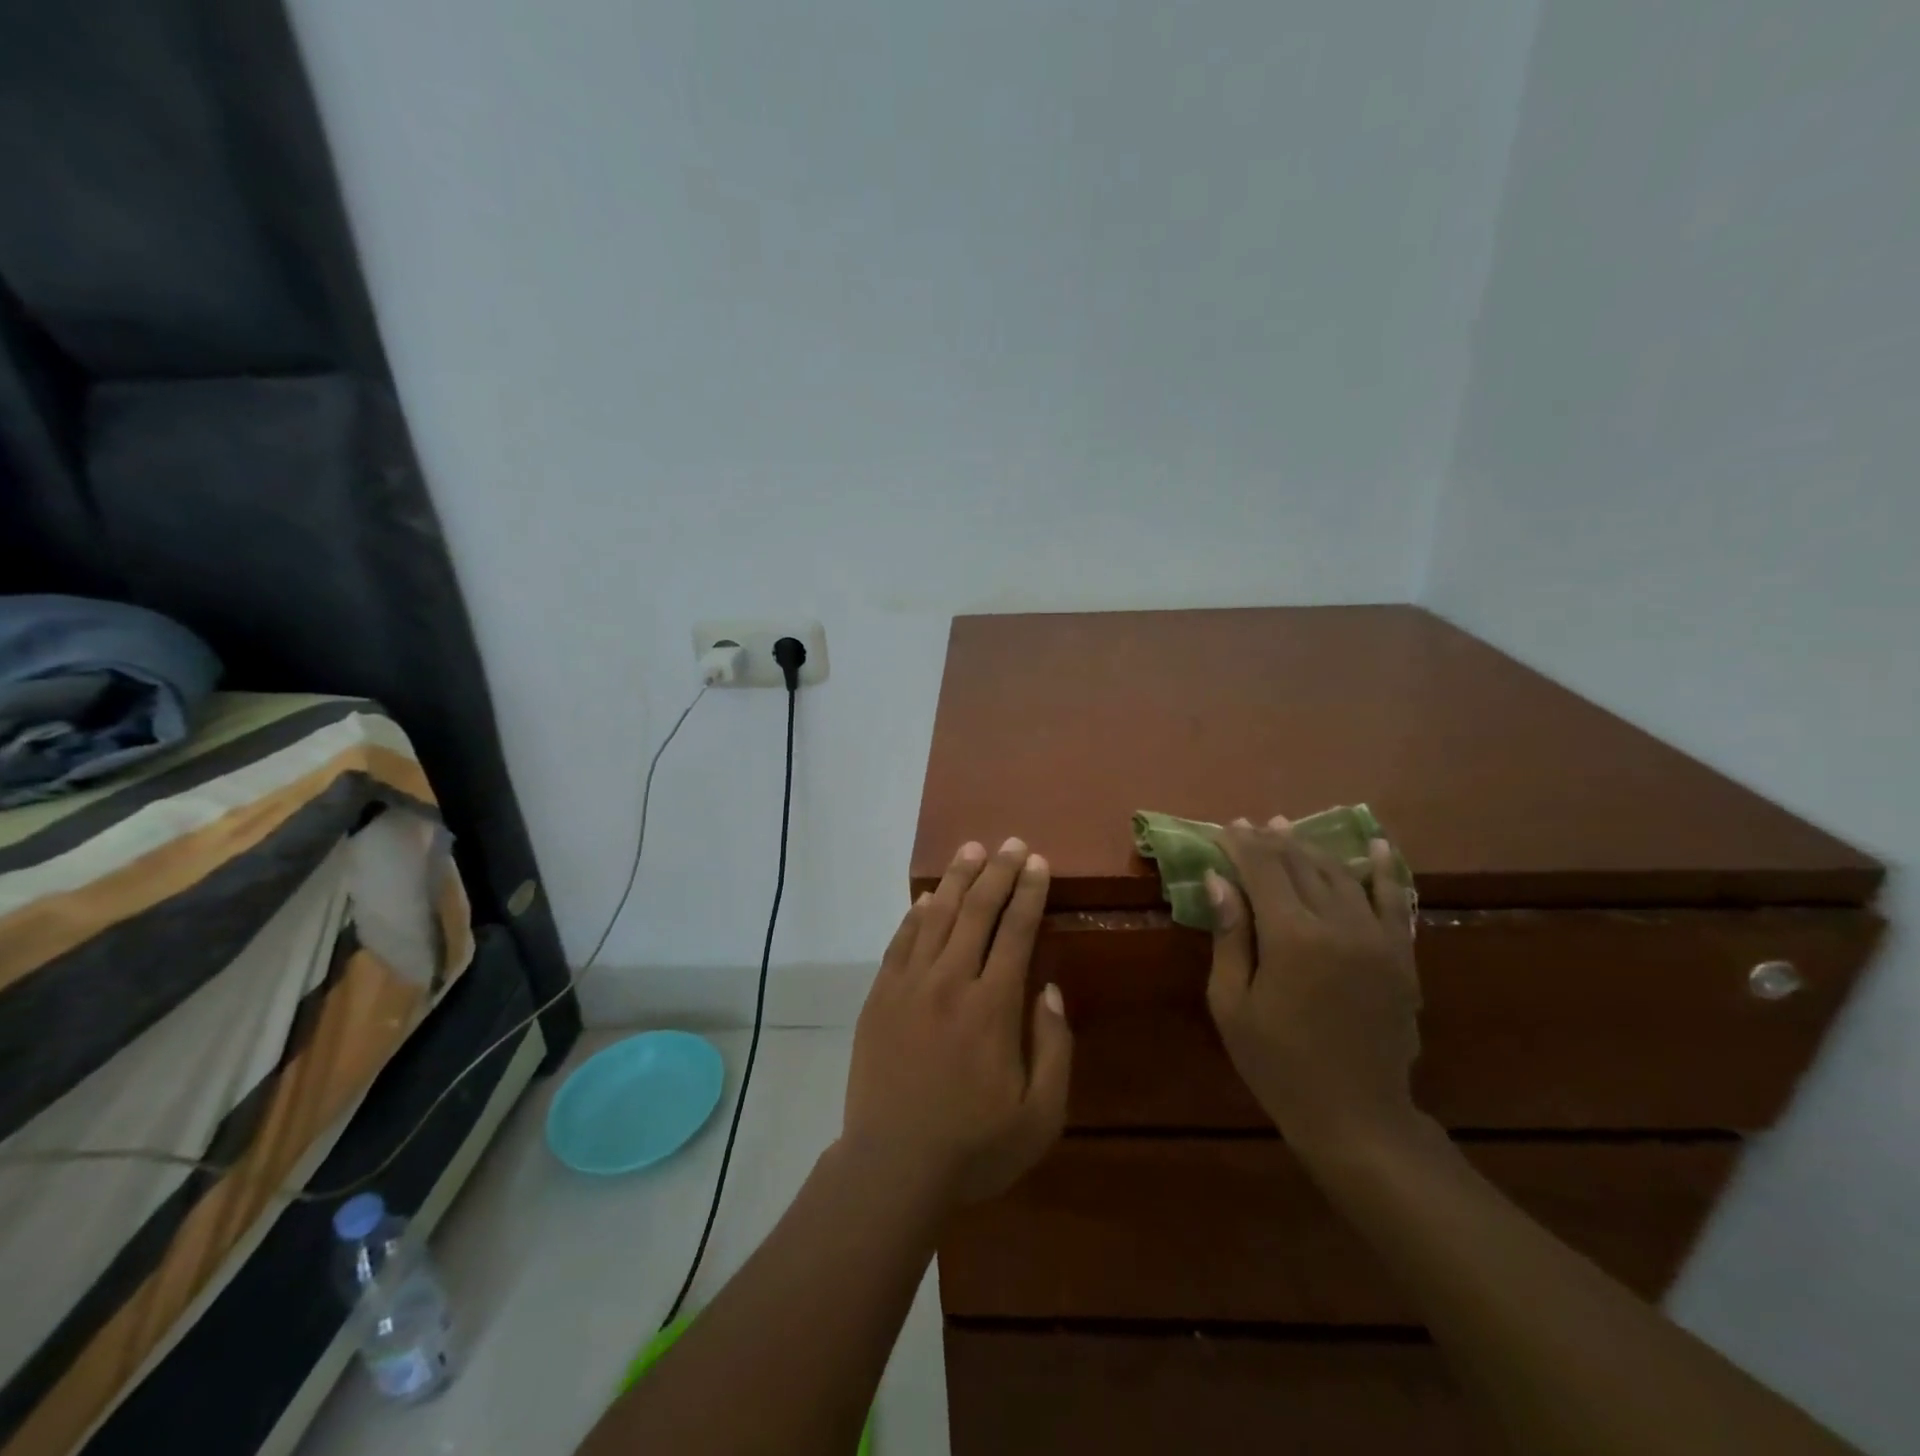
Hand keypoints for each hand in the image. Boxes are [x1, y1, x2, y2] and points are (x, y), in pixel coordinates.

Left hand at [842, 838, 1072, 1210]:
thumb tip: (1049, 989)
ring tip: (971, 849)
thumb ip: (1054, 1048)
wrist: (892, 1166)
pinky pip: (900, 942)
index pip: (1015, 932)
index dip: (1028, 893)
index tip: (1037, 862)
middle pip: (977, 912)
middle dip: (998, 872)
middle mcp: (951, 982)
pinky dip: (915, 915)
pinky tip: (927, 898)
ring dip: (957, 879)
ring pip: (937, 917)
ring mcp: (910, 986)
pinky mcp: (881, 997)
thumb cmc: (974, 1147)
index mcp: (992, 1007)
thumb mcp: (1040, 1116)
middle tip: (1011, 842)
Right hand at [1205, 816, 1420, 1157]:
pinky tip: (1375, 844)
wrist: (1356, 1116)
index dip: (1241, 845)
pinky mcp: (1400, 955)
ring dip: (1310, 849)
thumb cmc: (1278, 1063)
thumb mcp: (1232, 1003)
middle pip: (1301, 865)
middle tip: (1248, 826)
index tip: (1223, 829)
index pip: (1263, 870)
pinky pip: (1394, 901)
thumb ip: (1229, 935)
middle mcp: (1339, 925)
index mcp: (1292, 937)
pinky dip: (1384, 869)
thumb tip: (1218, 878)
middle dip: (1270, 841)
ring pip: (1340, 875)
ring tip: (1285, 830)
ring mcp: (1378, 938)